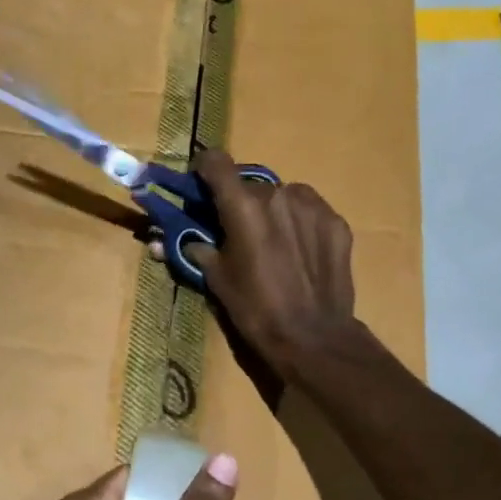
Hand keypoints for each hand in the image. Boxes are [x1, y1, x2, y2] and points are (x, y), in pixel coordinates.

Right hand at [189, 149, 358, 378]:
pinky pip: (308, 210)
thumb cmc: (256, 310)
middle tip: (236, 230)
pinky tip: (299, 252)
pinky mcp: (335, 221)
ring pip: (281, 195)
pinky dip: (298, 222)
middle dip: (238, 202)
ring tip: (271, 242)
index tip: (200, 185)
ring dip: (270, 210)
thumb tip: (165, 241)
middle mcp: (278, 194)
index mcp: (243, 207)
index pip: (216, 162)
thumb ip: (195, 249)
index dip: (204, 169)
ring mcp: (312, 206)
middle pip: (249, 184)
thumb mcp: (216, 281)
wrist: (314, 337)